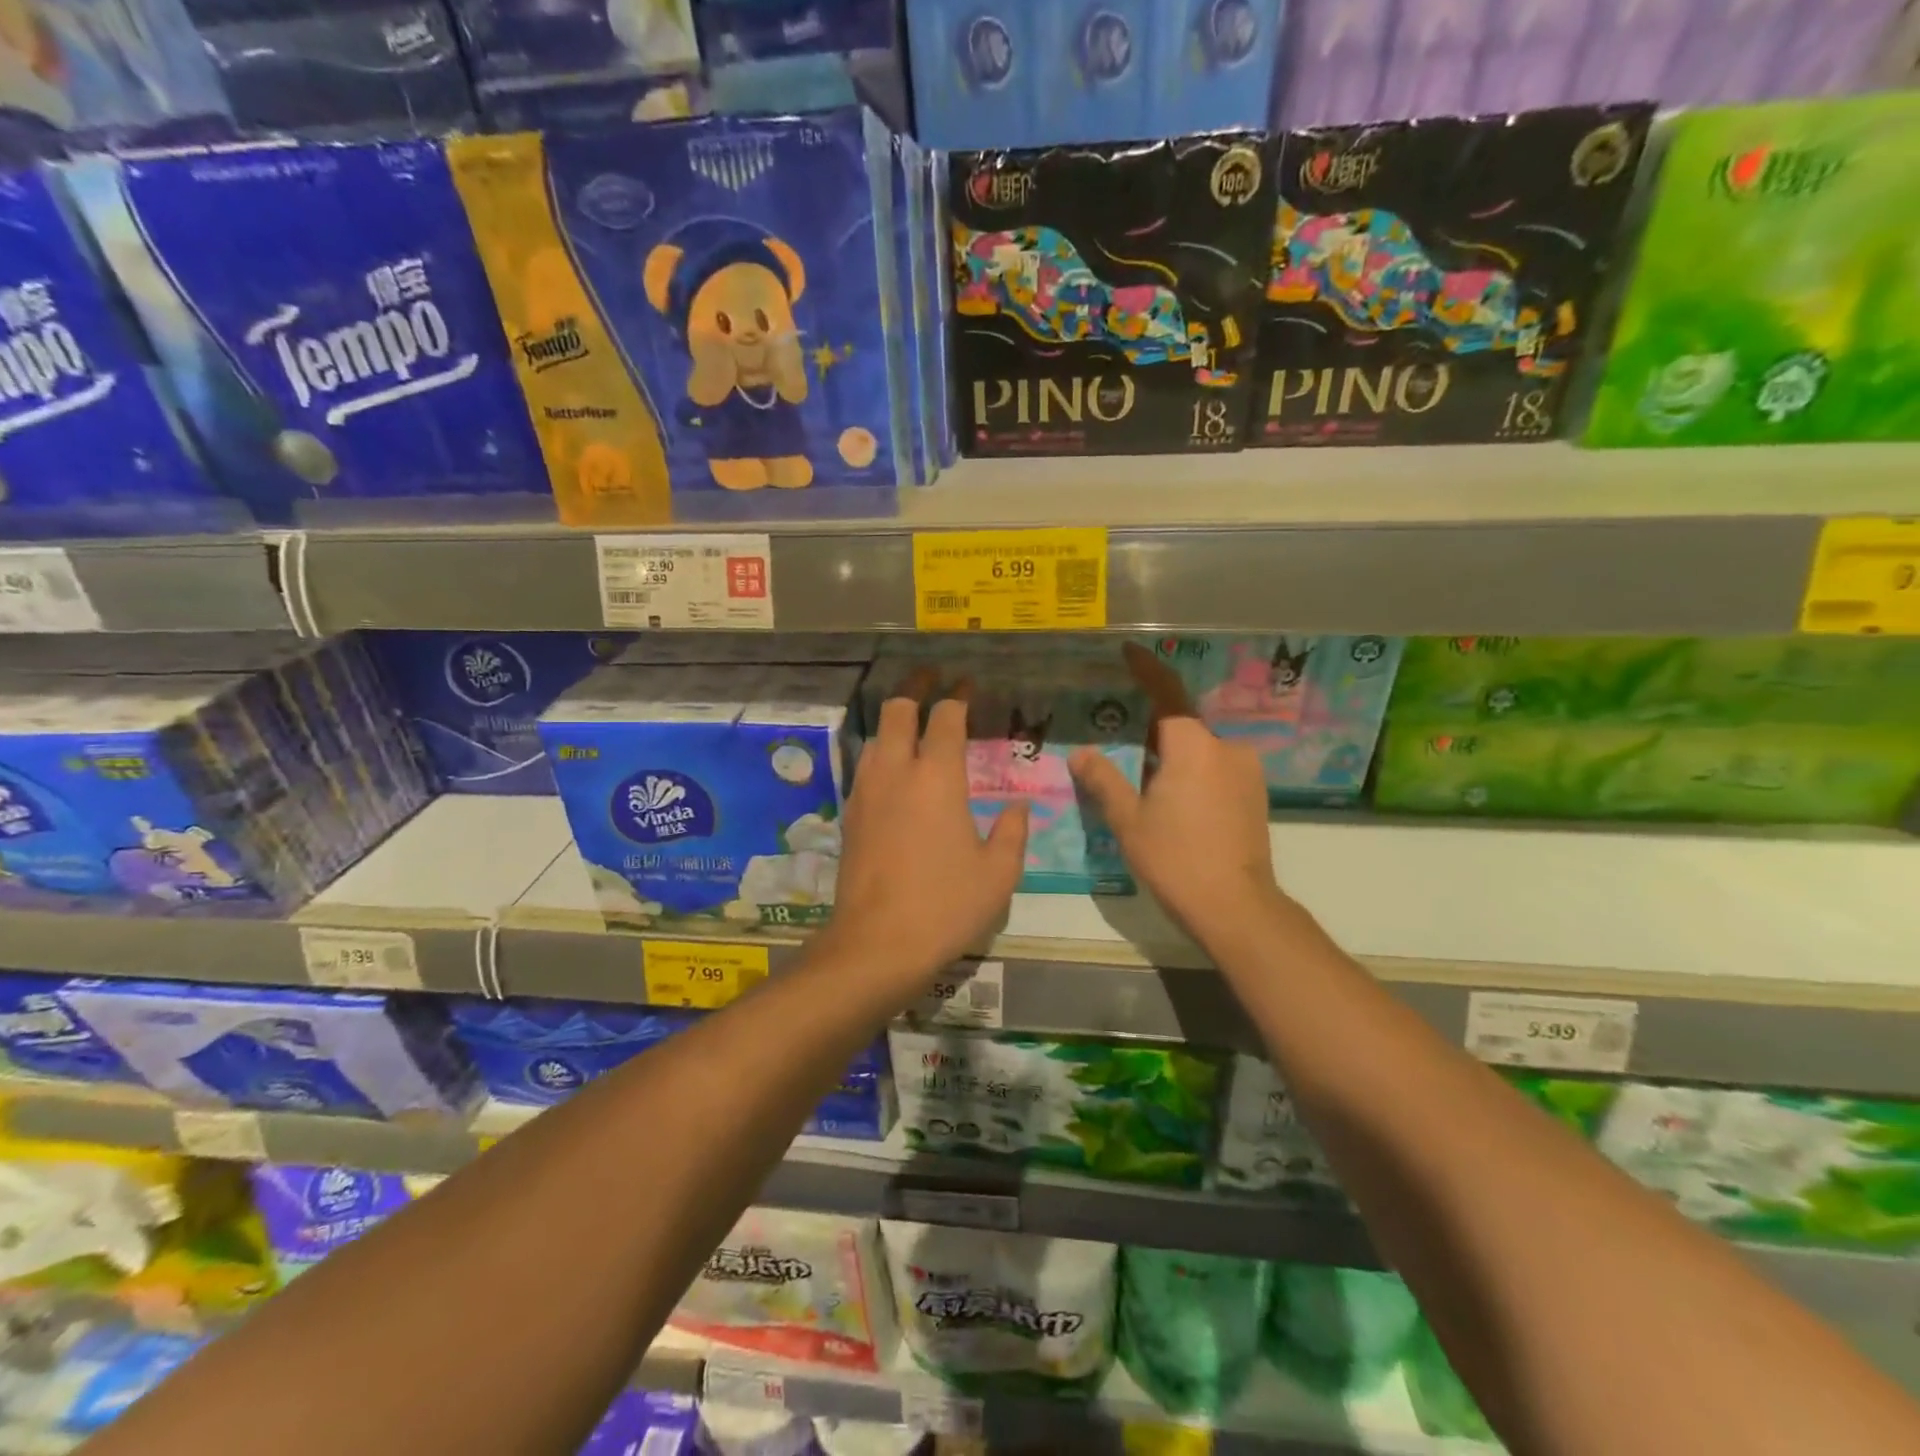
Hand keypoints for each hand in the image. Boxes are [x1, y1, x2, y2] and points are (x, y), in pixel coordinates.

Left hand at [827, 676, 1028, 992]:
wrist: (876, 944)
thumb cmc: (946, 906)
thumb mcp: (998, 874)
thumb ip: (1012, 832)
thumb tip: (1017, 806)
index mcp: (938, 777)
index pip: (947, 717)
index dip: (959, 695)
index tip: (968, 684)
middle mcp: (897, 772)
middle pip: (898, 711)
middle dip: (916, 689)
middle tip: (933, 682)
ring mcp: (866, 792)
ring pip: (876, 737)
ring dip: (895, 724)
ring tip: (915, 727)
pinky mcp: (849, 816)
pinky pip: (865, 768)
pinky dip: (881, 756)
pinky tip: (894, 774)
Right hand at [1070, 644, 1284, 946]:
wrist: (1236, 907)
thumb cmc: (1176, 859)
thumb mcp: (1129, 820)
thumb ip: (1104, 780)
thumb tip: (1081, 753)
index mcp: (1193, 747)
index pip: (1167, 694)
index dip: (1146, 669)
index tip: (1128, 651)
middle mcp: (1226, 749)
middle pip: (1183, 725)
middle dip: (1152, 727)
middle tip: (1120, 735)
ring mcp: (1246, 772)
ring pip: (1200, 749)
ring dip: (1172, 753)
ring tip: (1142, 775)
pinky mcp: (1255, 795)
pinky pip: (1216, 768)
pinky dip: (1192, 771)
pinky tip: (1173, 798)